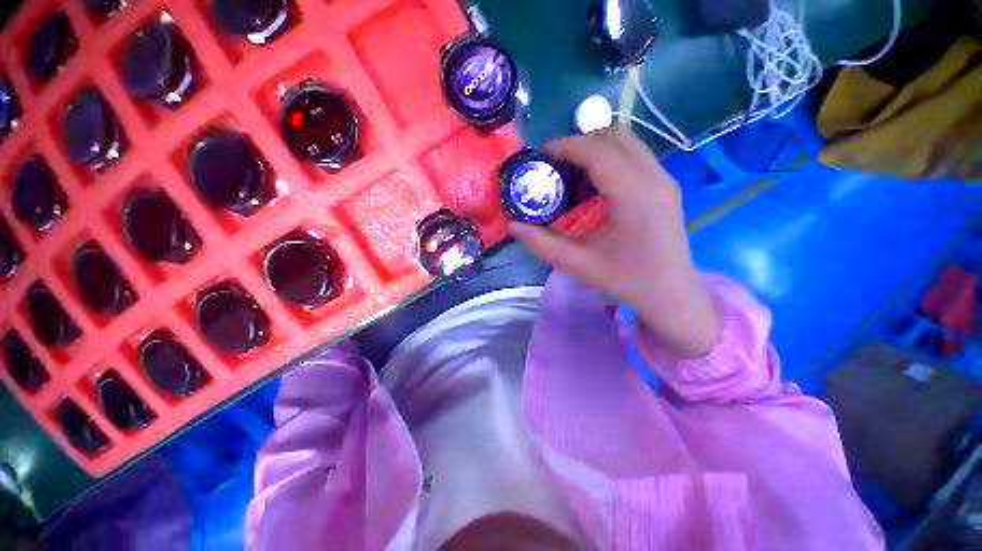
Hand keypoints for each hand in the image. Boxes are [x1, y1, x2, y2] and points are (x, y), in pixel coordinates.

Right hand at [510, 127, 720, 357]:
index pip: (598, 152)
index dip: (567, 146)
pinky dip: (611, 159)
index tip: (542, 154)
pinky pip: (635, 157)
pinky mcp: (666, 187)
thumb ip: (543, 245)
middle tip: (556, 165)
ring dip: (597, 149)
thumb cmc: (627, 280)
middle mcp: (654, 178)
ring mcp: (664, 180)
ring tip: (573, 173)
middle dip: (581, 142)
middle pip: (616, 136)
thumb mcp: (579, 265)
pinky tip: (595, 186)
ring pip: (628, 143)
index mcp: (634, 195)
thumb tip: (513, 226)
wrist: (671, 294)